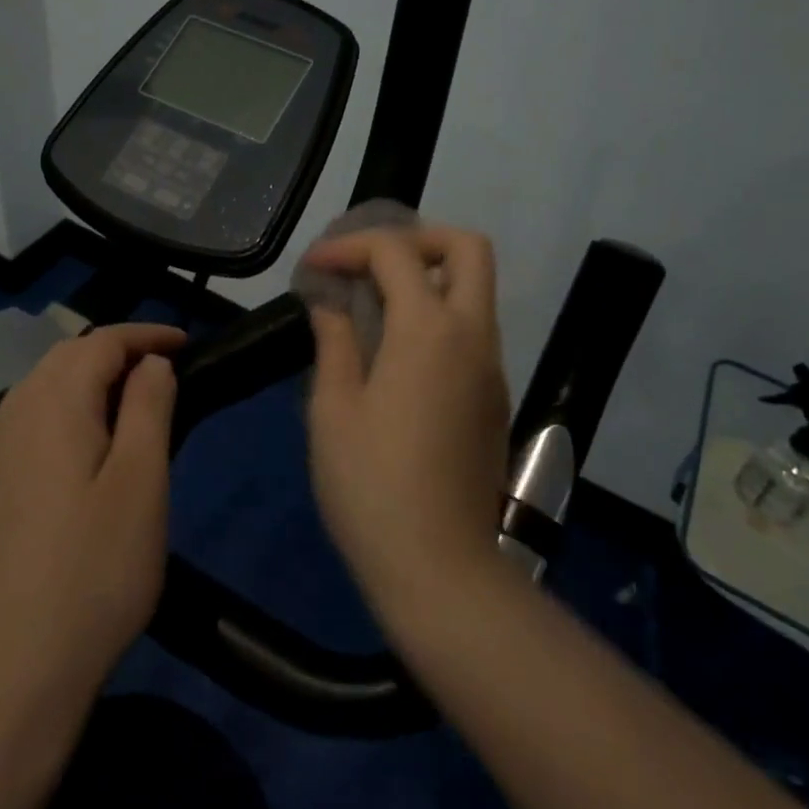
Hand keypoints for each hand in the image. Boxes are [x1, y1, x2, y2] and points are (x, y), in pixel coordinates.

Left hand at [0, 323, 184, 712]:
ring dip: (88, 378)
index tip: (187, 344)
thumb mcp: (141, 483)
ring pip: (41, 388)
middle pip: (64, 357)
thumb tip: (151, 362)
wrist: (8, 675)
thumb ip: (148, 408)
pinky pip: (28, 423)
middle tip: (164, 370)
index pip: (100, 342)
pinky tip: (86, 449)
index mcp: (53, 407)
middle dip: (116, 350)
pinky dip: (65, 410)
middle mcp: (14, 419)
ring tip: (132, 402)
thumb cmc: (94, 573)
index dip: (145, 334)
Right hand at [302, 225, 513, 623]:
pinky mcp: (494, 398)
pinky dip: (438, 315)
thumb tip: (331, 305)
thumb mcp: (334, 410)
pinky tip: (395, 350)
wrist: (441, 569)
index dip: (350, 246)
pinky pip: (472, 330)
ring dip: (428, 278)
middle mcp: (473, 336)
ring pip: (474, 290)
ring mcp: (491, 367)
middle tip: (370, 263)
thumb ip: (335, 342)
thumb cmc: (372, 487)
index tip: (314, 267)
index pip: (395, 253)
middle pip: (468, 249)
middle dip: (417, 239)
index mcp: (430, 330)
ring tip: (372, 303)